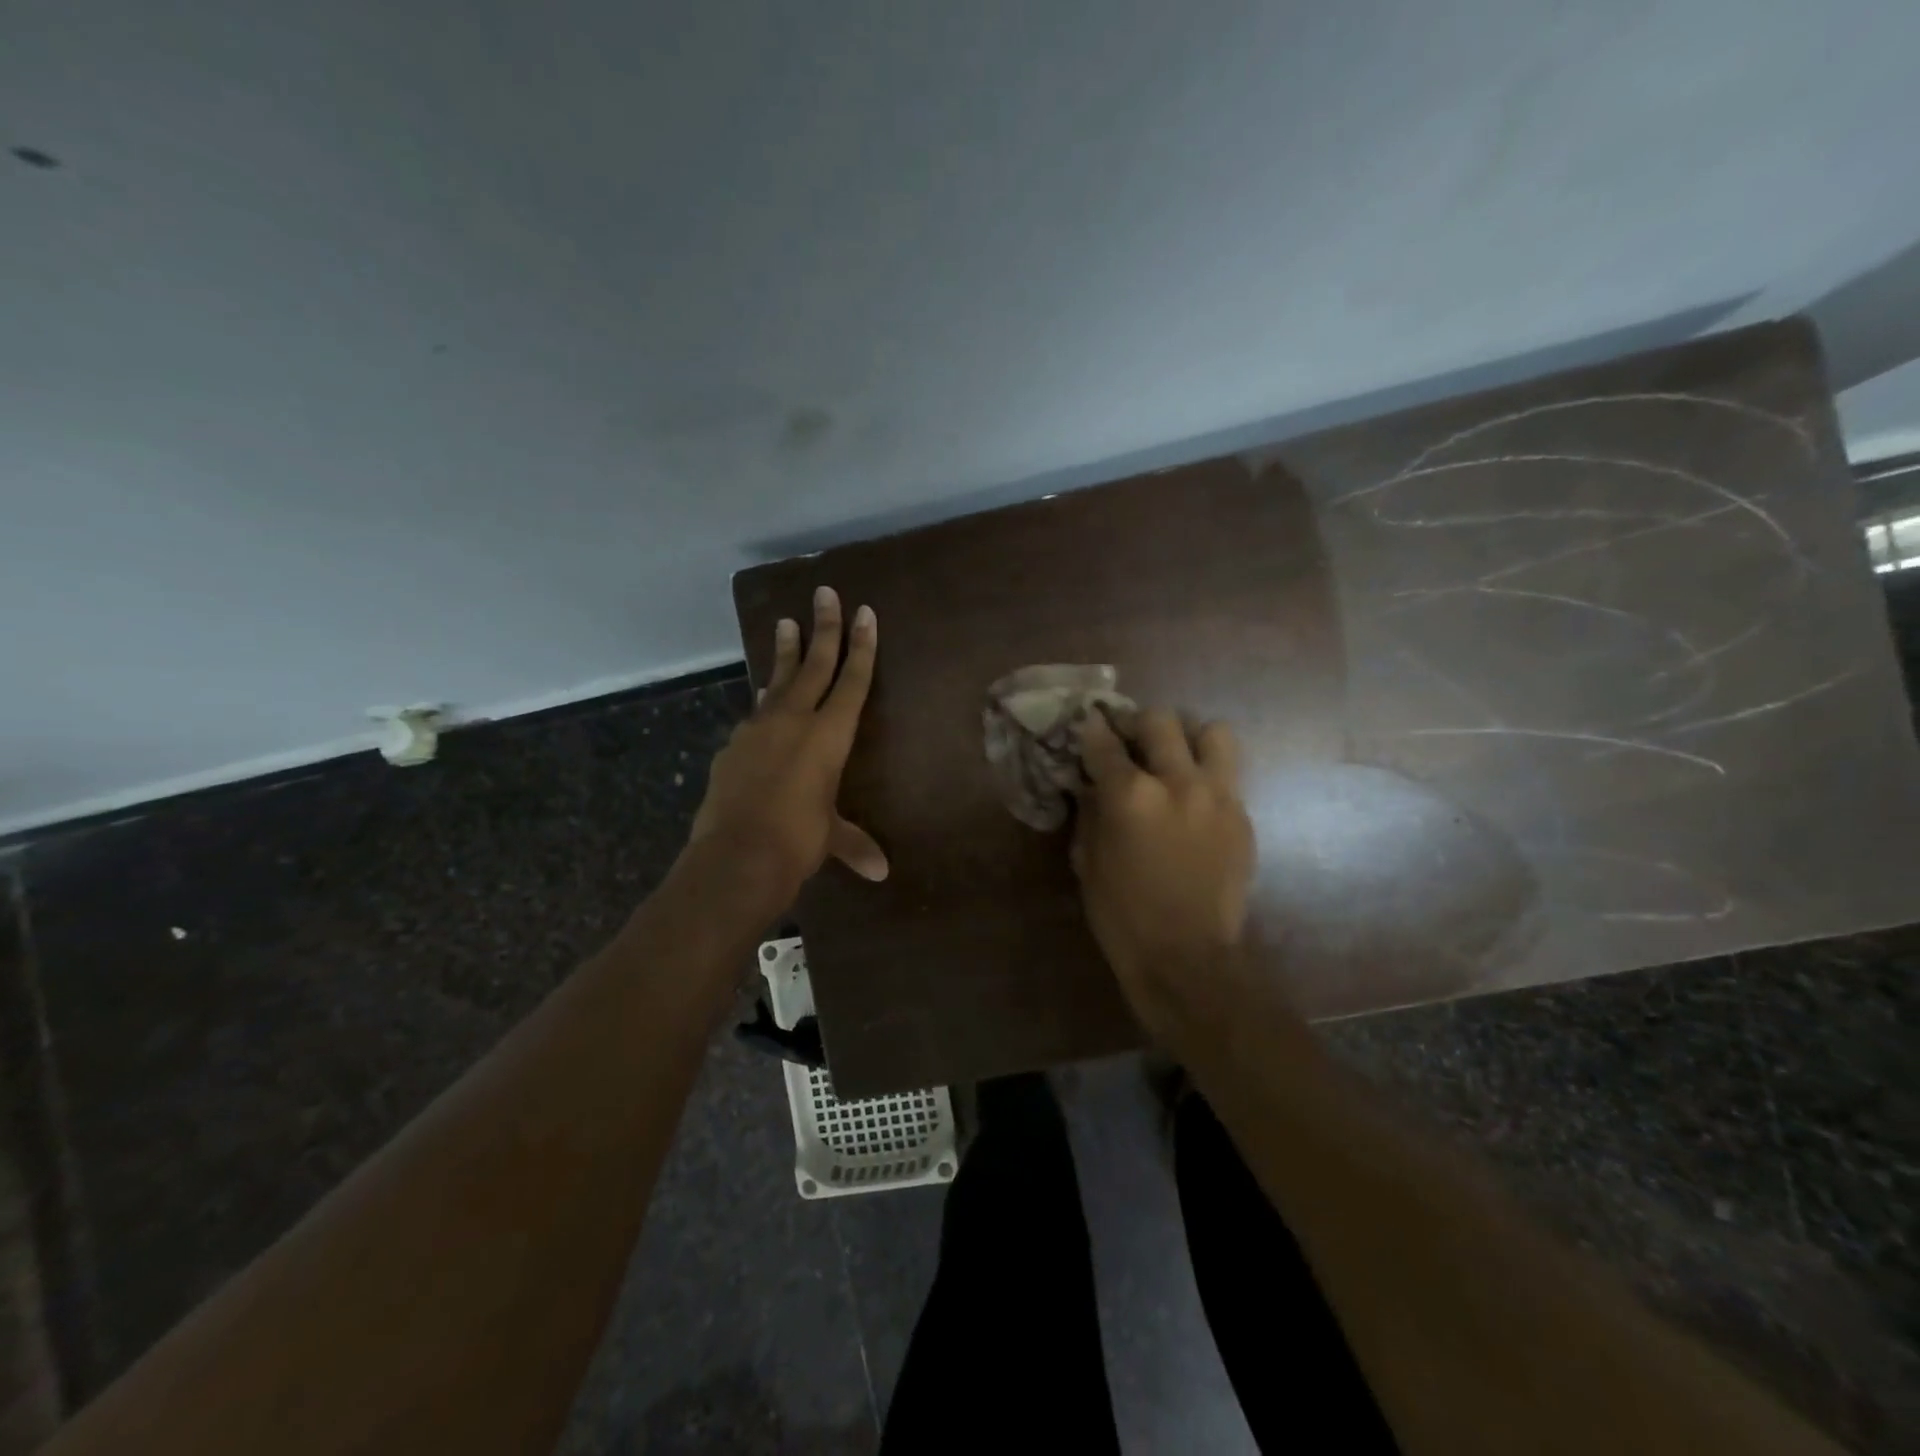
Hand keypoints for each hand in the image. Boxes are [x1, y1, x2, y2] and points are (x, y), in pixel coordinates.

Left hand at [689, 586, 887, 897]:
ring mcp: (758, 729)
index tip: (864, 612)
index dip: (861, 647)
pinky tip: (763, 697)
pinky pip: (756, 712)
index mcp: (829, 736)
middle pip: (815, 665)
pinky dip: (764, 700)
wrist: (735, 855)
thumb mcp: (830, 838)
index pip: (852, 681)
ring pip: (778, 680)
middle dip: (824, 628)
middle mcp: (794, 721)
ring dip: (786, 652)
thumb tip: (880, 872)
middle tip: (825, 593)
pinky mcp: (733, 745)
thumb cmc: (797, 841)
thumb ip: (854, 844)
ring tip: (786, 623)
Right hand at [1071, 709, 1253, 1034]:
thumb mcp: (1089, 862)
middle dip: (1137, 724)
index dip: (1091, 729)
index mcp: (1130, 795)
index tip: (1088, 725)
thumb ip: (1091, 812)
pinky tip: (1192, 802)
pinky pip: (1227, 775)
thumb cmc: (1123, 915)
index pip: (1104, 741)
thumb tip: (1092, 784)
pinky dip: (1206, 776)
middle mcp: (1178, 782)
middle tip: (1130, 742)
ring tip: (1175, 759)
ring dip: (1188, 738)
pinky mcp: (1242, 816)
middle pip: (1160, 720)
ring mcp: (1218, 796)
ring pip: (1212, 732)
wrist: (1188, 958)